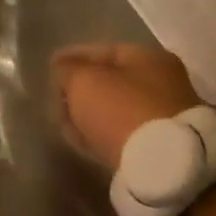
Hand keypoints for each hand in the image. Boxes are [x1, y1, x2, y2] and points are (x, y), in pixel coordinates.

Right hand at [52, 43, 202, 170]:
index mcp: (149, 57)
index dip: (74, 57)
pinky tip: (84, 140)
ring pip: (117, 109)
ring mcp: (164, 116)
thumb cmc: (122, 110)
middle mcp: (163, 82)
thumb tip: (62, 68)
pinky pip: (123, 133)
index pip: (104, 51)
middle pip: (112, 81)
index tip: (51, 66)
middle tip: (57, 98)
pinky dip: (103, 133)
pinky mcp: (161, 146)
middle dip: (82, 89)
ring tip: (66, 123)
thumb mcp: (84, 82)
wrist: (163, 164)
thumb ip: (68, 70)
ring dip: (91, 114)